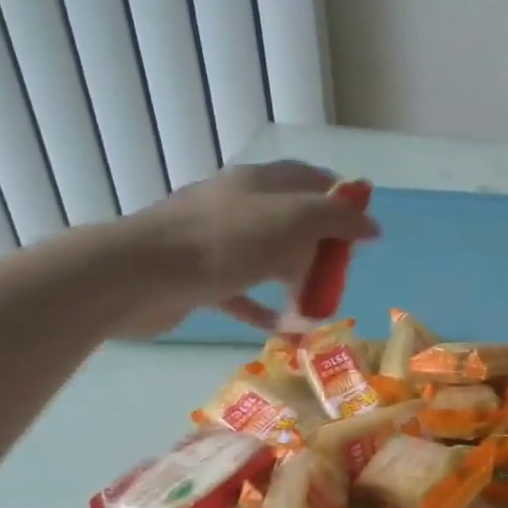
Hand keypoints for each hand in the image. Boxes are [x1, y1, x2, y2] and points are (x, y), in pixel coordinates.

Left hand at [100, 162, 380, 337]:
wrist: (136, 275)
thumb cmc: (224, 240)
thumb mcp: (294, 220)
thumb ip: (338, 219)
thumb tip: (372, 226)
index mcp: (261, 183)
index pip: (311, 178)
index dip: (341, 198)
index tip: (362, 229)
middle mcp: (239, 206)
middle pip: (293, 222)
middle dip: (322, 249)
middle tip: (340, 277)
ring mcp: (215, 242)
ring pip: (269, 258)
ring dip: (297, 282)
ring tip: (318, 310)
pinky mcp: (199, 277)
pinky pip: (243, 293)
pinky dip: (265, 308)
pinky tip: (284, 329)